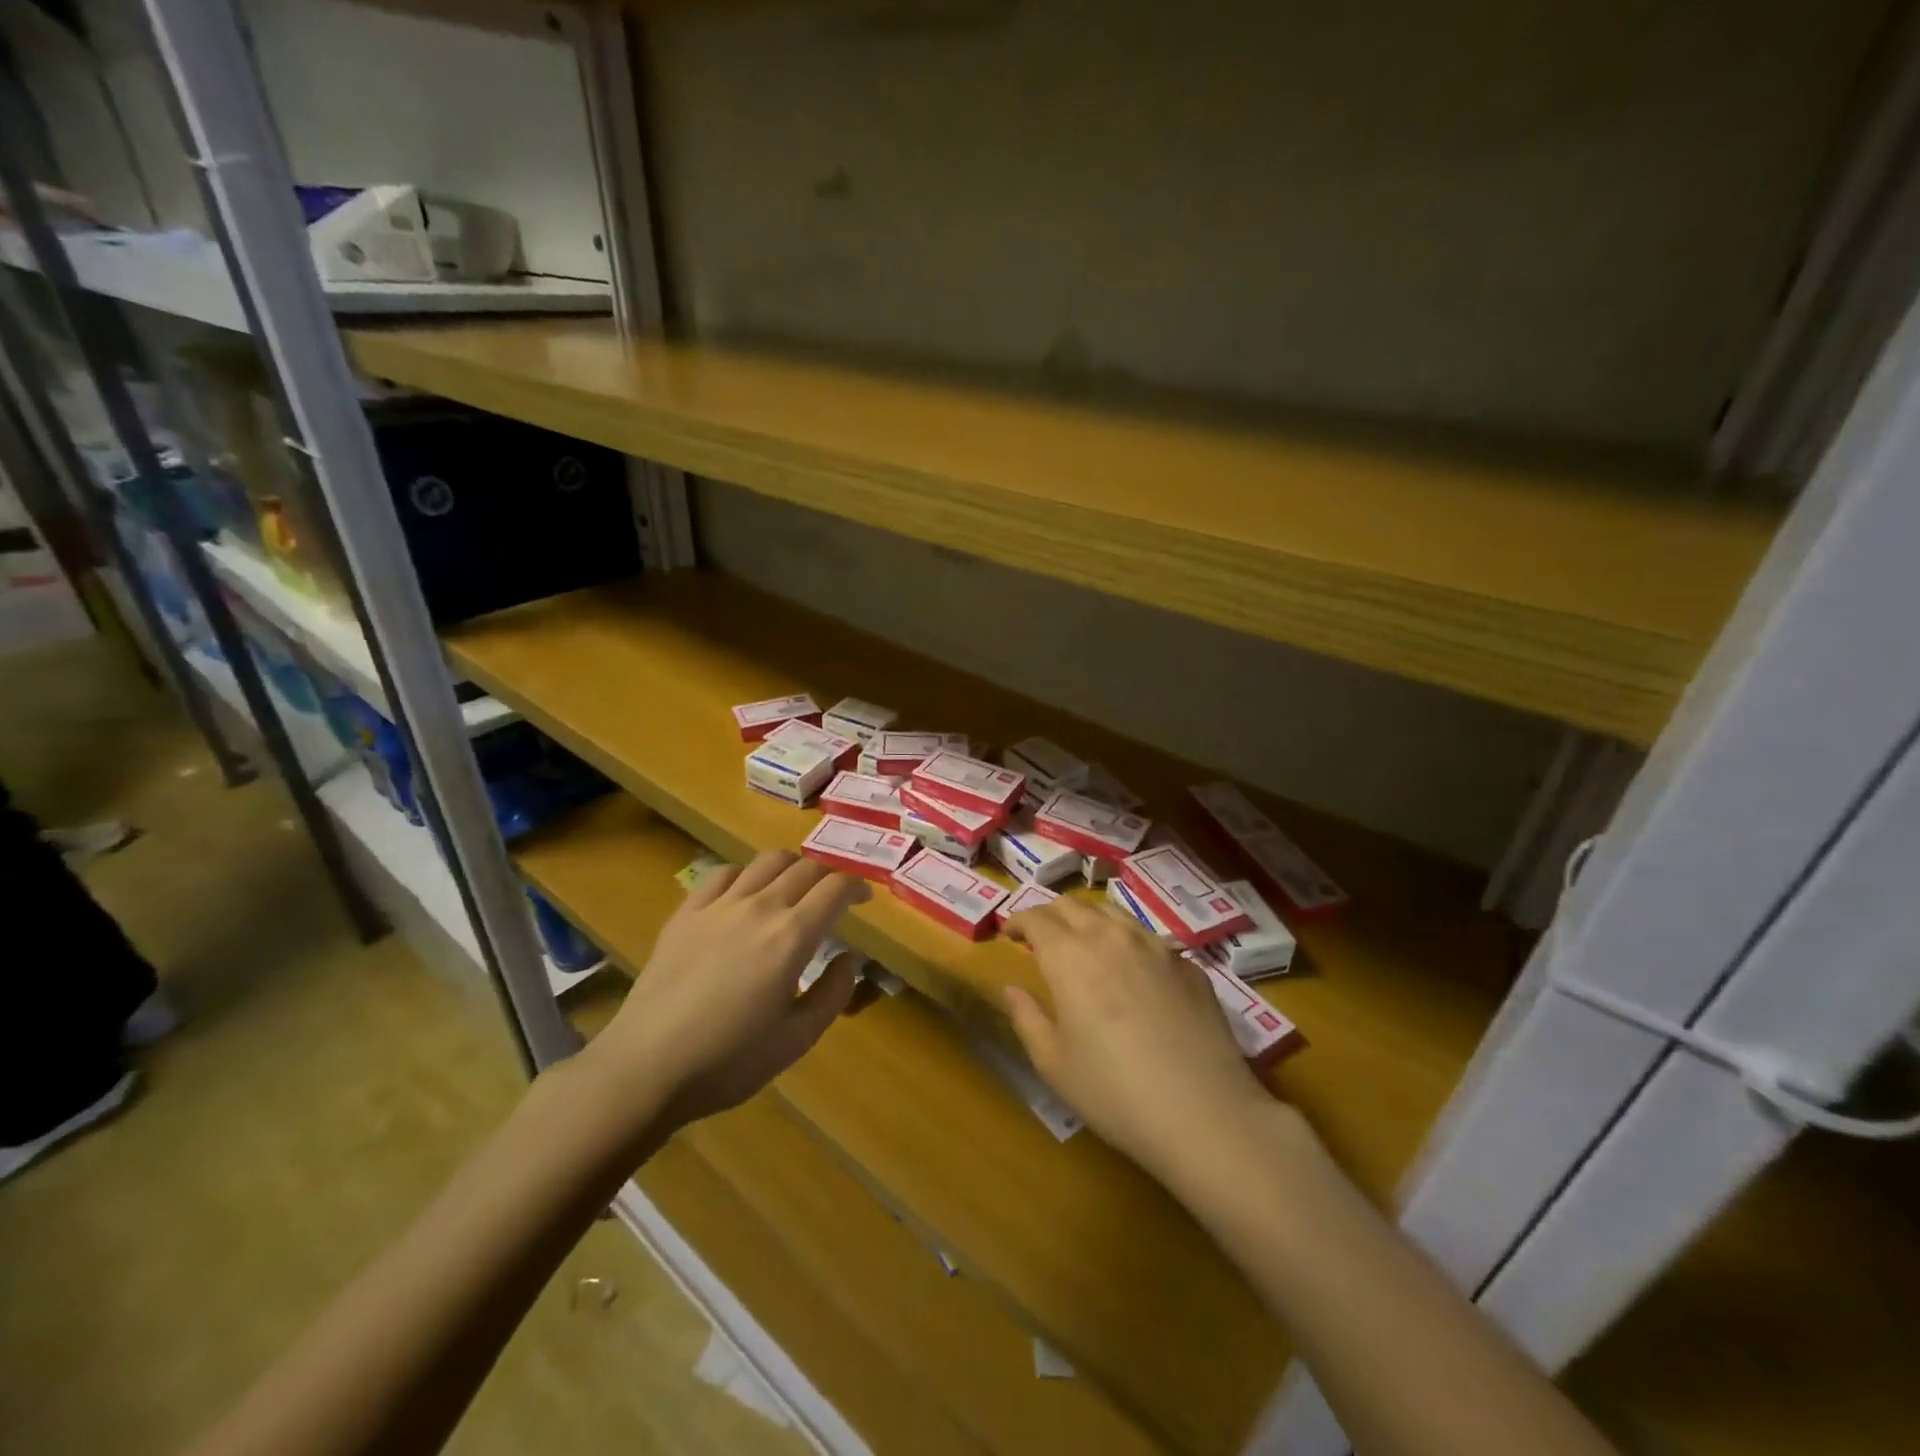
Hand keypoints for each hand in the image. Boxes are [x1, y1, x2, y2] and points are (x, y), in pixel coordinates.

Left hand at [588, 850, 868, 1132]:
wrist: (646, 1067)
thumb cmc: (729, 1061)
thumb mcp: (797, 1039)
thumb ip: (833, 994)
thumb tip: (849, 959)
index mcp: (792, 937)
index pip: (836, 889)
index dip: (857, 888)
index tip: (865, 899)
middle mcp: (760, 907)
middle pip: (805, 868)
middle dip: (829, 876)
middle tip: (833, 897)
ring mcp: (719, 905)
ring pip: (766, 861)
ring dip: (791, 867)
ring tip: (794, 889)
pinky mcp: (686, 912)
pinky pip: (723, 873)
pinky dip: (746, 875)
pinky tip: (745, 895)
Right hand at [1005, 898, 1276, 1188]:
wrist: (1205, 1112)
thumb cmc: (1115, 1092)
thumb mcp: (1054, 1064)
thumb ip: (1027, 1018)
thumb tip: (1012, 990)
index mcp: (1070, 956)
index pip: (1036, 918)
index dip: (1018, 921)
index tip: (1010, 935)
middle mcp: (1111, 937)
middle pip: (1073, 904)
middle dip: (1051, 914)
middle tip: (1042, 938)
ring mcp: (1155, 946)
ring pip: (1113, 913)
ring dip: (1090, 920)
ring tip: (1085, 945)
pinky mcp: (1188, 964)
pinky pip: (1148, 938)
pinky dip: (1128, 942)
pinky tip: (1133, 973)